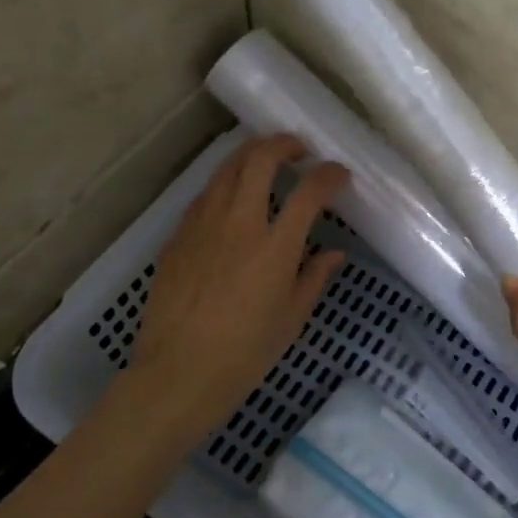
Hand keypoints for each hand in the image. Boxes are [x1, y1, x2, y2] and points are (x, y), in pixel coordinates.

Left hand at [101, 134, 348, 454]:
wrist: (178, 373)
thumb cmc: (245, 353)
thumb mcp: (291, 318)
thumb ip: (314, 276)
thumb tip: (334, 253)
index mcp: (275, 246)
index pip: (309, 191)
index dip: (329, 175)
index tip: (339, 174)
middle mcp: (239, 223)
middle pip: (260, 159)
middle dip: (283, 143)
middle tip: (298, 150)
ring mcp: (203, 225)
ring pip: (226, 168)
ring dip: (251, 156)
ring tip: (265, 163)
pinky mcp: (178, 236)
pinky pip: (205, 196)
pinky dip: (225, 185)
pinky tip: (232, 201)